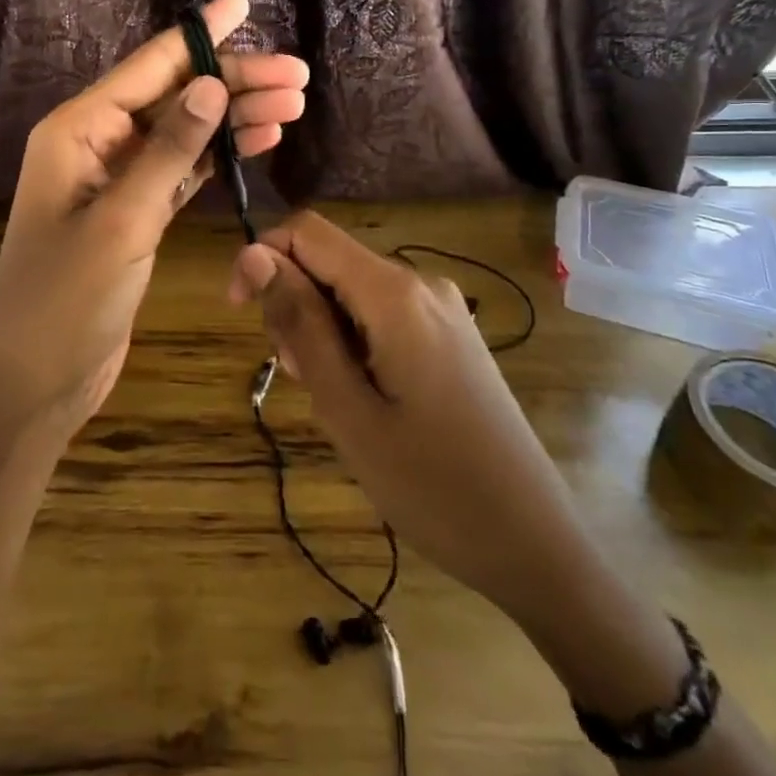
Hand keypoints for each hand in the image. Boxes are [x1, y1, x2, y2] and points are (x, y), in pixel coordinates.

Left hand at [0, 0, 309, 438]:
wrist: (36, 380)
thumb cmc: (66, 301)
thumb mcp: (121, 221)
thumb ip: (168, 151)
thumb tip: (212, 86)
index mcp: (78, 129)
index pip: (149, 66)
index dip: (200, 33)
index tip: (243, 1)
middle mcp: (96, 142)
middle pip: (175, 96)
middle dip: (234, 82)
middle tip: (298, 75)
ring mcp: (116, 177)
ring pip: (185, 130)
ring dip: (235, 117)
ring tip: (293, 105)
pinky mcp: (135, 211)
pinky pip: (183, 167)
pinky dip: (220, 154)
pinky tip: (258, 141)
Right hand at [227, 211, 578, 614]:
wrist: (533, 542)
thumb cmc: (430, 485)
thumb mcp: (346, 408)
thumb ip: (300, 322)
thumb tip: (255, 254)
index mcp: (394, 293)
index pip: (308, 232)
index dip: (262, 258)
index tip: (242, 314)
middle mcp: (421, 283)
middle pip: (331, 261)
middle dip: (295, 304)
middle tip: (299, 379)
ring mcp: (442, 309)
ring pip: (353, 291)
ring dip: (322, 330)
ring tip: (333, 399)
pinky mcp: (451, 335)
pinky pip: (383, 315)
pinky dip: (354, 342)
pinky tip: (363, 397)